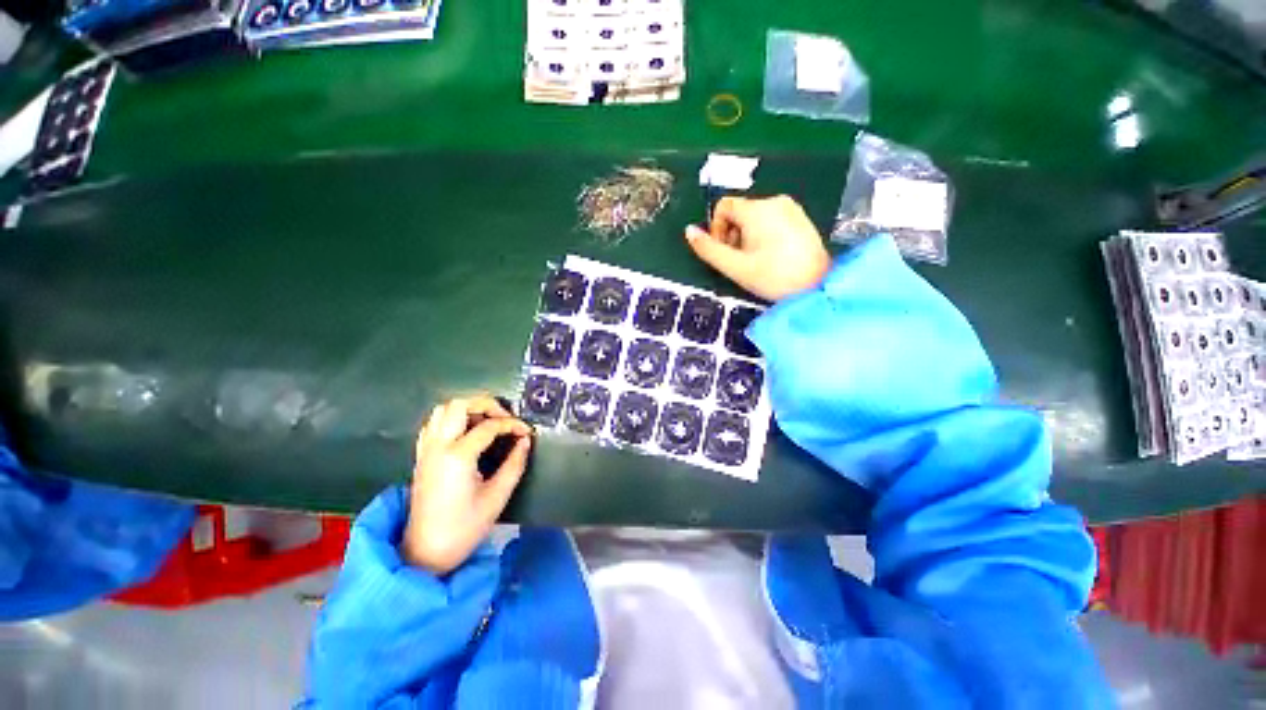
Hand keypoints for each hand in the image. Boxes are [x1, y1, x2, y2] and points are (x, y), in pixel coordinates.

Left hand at [401, 395, 532, 574]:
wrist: (425, 552)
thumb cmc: (464, 528)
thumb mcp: (497, 497)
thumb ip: (515, 464)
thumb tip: (525, 441)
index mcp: (457, 456)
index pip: (489, 426)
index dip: (512, 425)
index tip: (527, 432)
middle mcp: (438, 446)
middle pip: (460, 405)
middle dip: (487, 404)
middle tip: (505, 418)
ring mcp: (426, 450)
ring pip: (443, 410)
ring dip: (468, 409)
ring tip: (488, 422)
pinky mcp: (421, 457)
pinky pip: (433, 424)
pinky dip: (452, 419)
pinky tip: (466, 431)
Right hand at [685, 195, 831, 300]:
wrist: (817, 286)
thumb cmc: (774, 277)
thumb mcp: (735, 267)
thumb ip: (708, 249)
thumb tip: (689, 231)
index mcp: (757, 210)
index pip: (723, 206)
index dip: (716, 229)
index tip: (725, 251)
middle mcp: (774, 201)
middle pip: (738, 212)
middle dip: (732, 235)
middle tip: (740, 261)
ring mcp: (790, 208)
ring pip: (754, 217)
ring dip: (746, 236)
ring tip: (756, 261)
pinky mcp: (800, 218)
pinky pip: (770, 220)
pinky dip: (763, 235)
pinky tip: (772, 256)